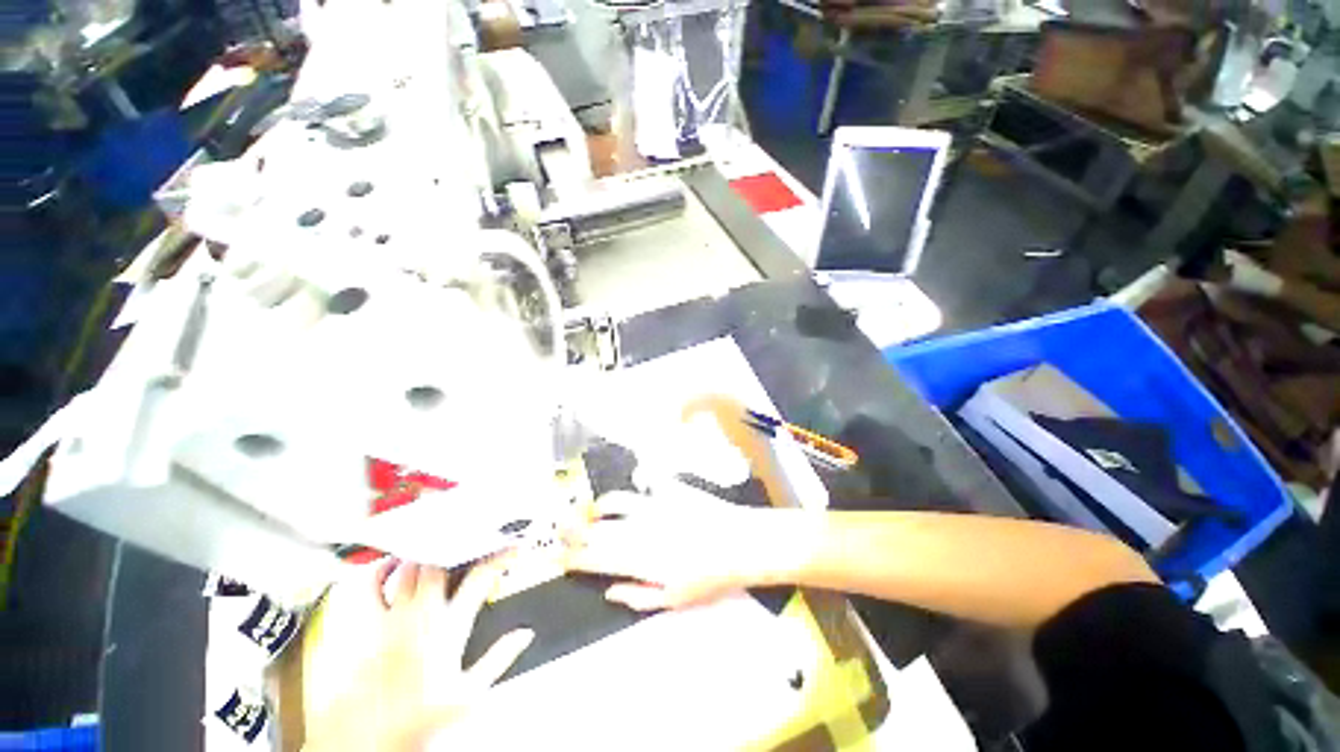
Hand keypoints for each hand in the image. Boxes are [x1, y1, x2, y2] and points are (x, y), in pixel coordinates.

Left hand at [303, 559, 533, 751]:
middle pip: (441, 564)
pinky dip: (380, 570)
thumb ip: (500, 658)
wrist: (369, 739)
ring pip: (409, 568)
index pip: (479, 578)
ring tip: (438, 548)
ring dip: (425, 555)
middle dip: (459, 549)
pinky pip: (370, 587)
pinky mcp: (367, 626)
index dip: (499, 557)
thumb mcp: (470, 694)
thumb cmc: (416, 720)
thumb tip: (524, 634)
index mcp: (449, 628)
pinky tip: (390, 564)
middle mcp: (420, 616)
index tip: (512, 548)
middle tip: (471, 546)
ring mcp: (391, 618)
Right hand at [564, 482, 805, 610]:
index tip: (559, 557)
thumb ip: (635, 596)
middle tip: (560, 527)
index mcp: (634, 559)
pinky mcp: (668, 488)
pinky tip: (638, 482)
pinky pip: (646, 479)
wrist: (737, 542)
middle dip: (571, 529)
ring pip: (613, 501)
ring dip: (597, 506)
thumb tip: (607, 591)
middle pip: (594, 528)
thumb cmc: (707, 577)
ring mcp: (651, 504)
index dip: (572, 557)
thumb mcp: (672, 600)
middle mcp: (635, 528)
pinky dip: (639, 481)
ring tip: (591, 509)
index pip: (593, 558)